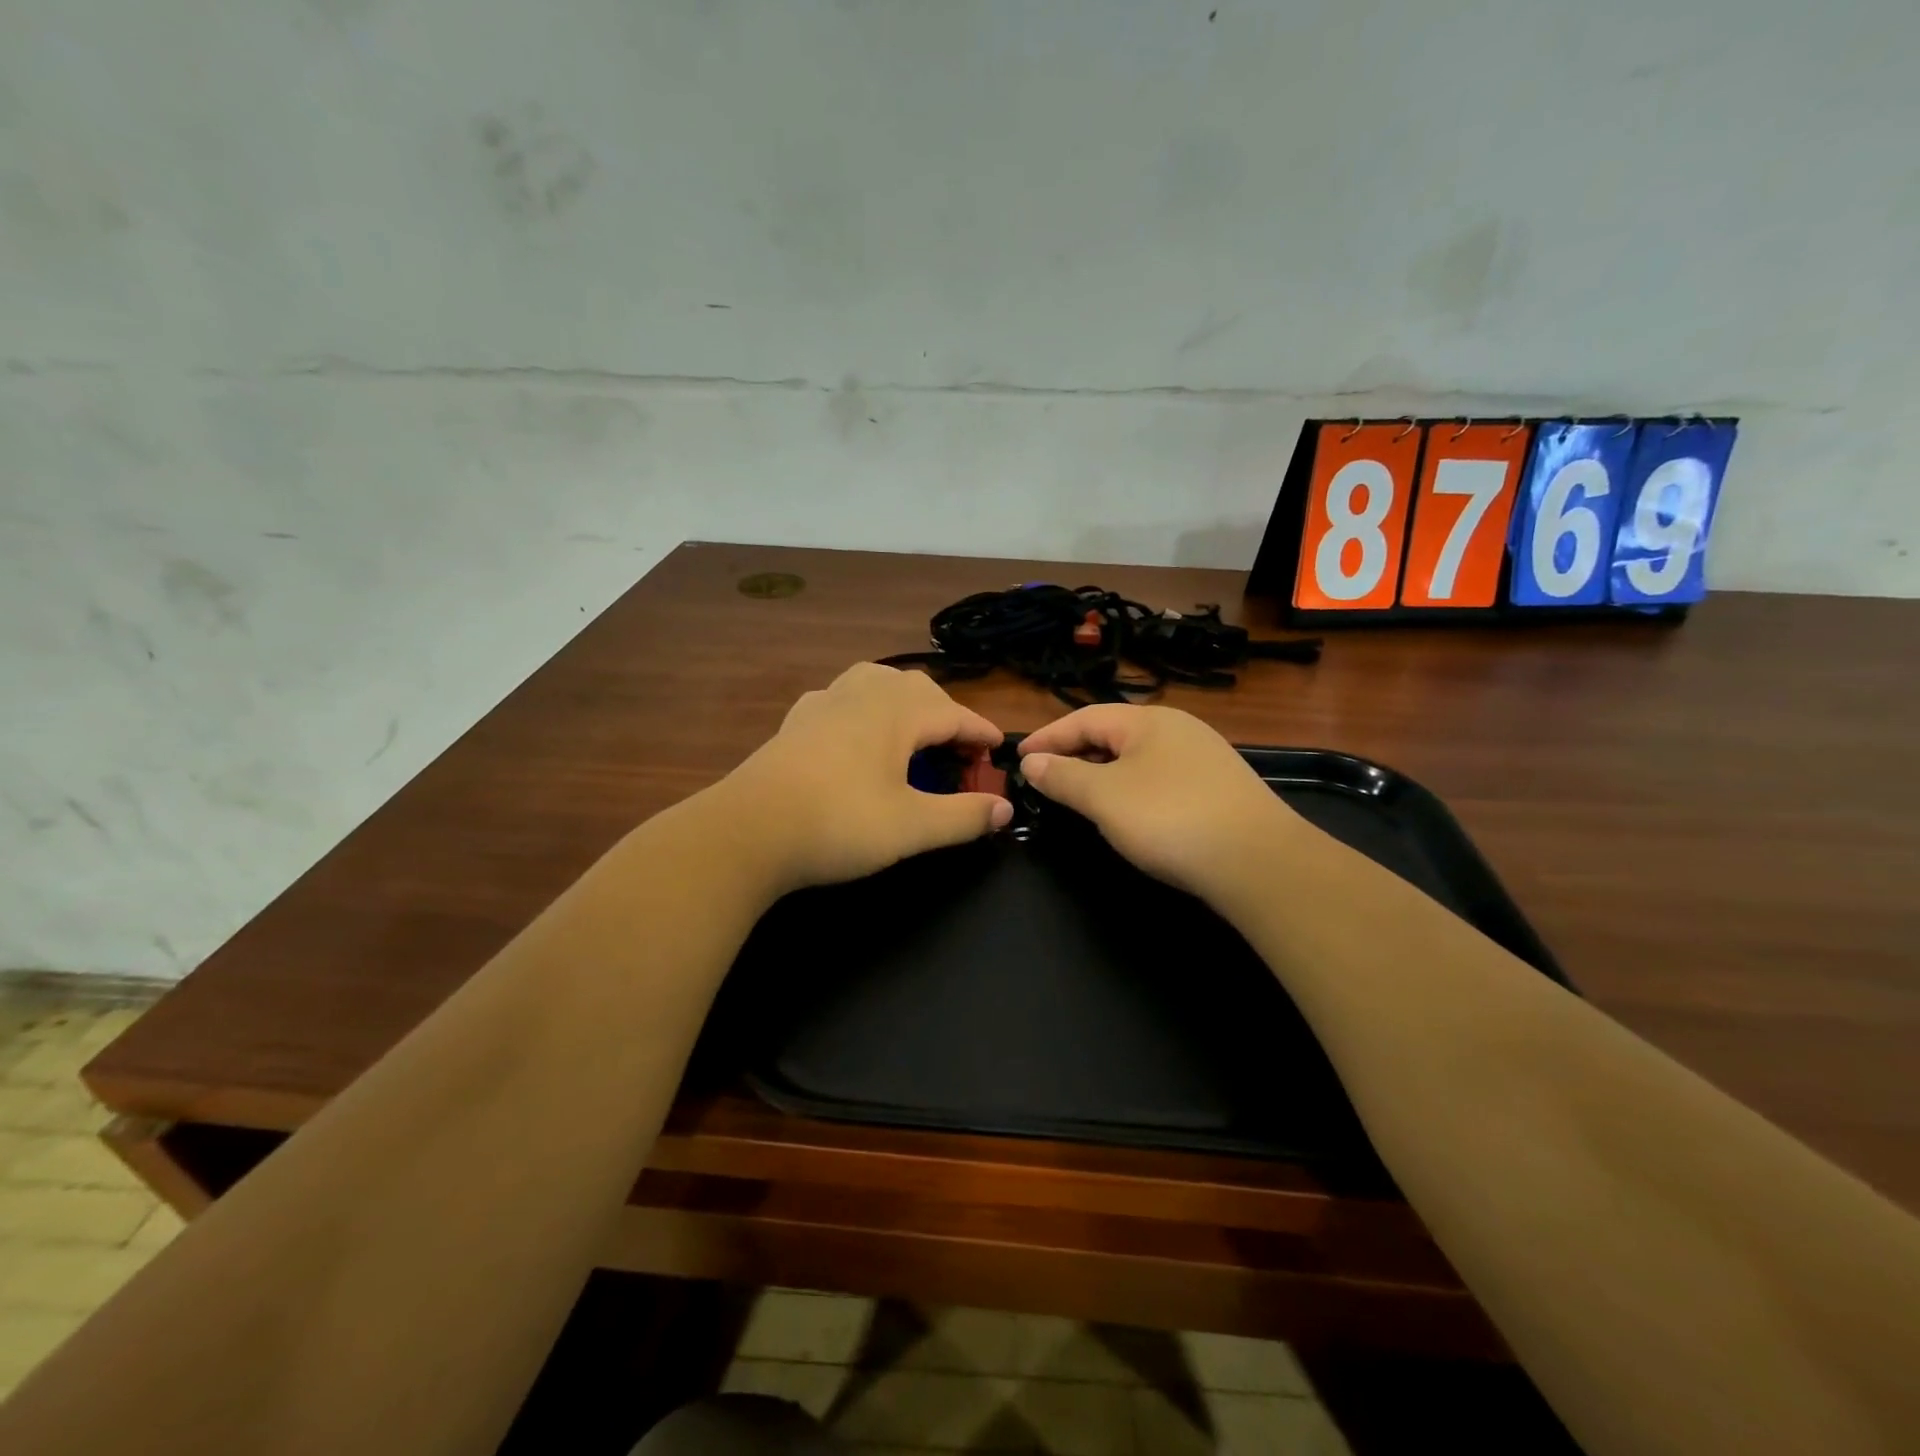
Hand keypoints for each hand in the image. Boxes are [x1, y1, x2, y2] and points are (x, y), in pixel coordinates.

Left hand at [718, 663, 1011, 890]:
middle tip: (959, 750)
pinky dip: (862, 708)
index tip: (999, 749)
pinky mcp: (795, 722)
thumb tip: (1004, 809)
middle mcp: (862, 695)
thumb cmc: (838, 824)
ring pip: (874, 681)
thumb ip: (963, 816)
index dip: (980, 732)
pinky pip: (840, 698)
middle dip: (946, 713)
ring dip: (903, 700)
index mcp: (896, 712)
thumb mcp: (912, 827)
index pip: (954, 713)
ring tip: (912, 728)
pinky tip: (854, 731)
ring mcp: (823, 704)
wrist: (747, 831)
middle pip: (917, 689)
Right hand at [1020, 704, 1300, 895]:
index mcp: (1148, 721)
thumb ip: (1063, 776)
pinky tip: (1127, 814)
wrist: (1258, 861)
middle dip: (1074, 754)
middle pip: (1112, 735)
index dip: (1047, 737)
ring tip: (1077, 796)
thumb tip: (1032, 762)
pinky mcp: (1218, 789)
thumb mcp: (1104, 797)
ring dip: (1101, 773)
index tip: (1018, 758)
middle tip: (1043, 778)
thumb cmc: (1169, 818)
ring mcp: (1202, 758)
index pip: (1084, 718)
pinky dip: (1130, 790)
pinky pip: (1159, 779)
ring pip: (1137, 758)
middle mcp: (1177, 729)